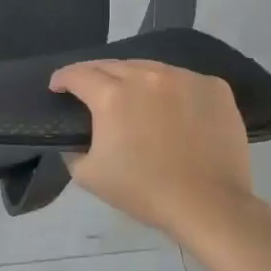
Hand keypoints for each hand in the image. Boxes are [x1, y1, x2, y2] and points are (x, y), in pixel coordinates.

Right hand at [49, 59, 257, 239]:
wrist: (209, 205)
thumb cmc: (144, 192)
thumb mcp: (88, 175)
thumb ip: (72, 148)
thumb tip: (74, 136)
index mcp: (112, 96)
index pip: (77, 74)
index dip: (62, 79)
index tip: (57, 87)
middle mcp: (146, 76)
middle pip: (111, 65)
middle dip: (94, 75)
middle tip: (89, 91)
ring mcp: (184, 77)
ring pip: (148, 67)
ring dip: (132, 78)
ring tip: (131, 95)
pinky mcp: (213, 87)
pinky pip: (182, 79)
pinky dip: (169, 88)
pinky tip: (170, 107)